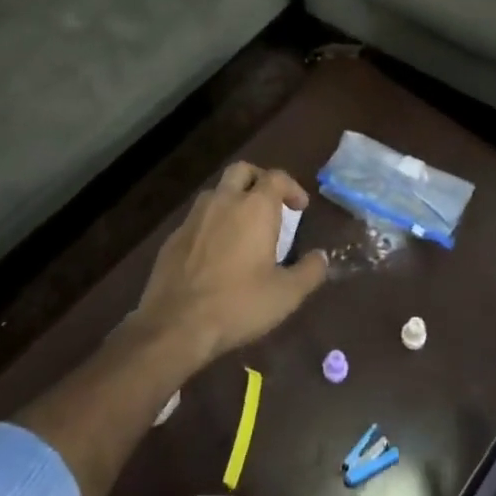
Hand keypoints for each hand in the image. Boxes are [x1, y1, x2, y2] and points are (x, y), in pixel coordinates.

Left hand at [132, 161, 328, 367]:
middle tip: (271, 204)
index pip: (276, 178)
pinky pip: (198, 218)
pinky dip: (212, 224)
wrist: (176, 324)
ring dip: (233, 200)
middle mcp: (223, 201)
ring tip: (244, 227)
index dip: (292, 187)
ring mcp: (194, 217)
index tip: (300, 207)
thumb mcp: (286, 294)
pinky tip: (217, 251)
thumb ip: (309, 271)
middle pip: (242, 171)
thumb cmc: (238, 304)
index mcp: (254, 208)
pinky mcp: (174, 237)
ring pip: (217, 192)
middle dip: (259, 179)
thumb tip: (321, 257)